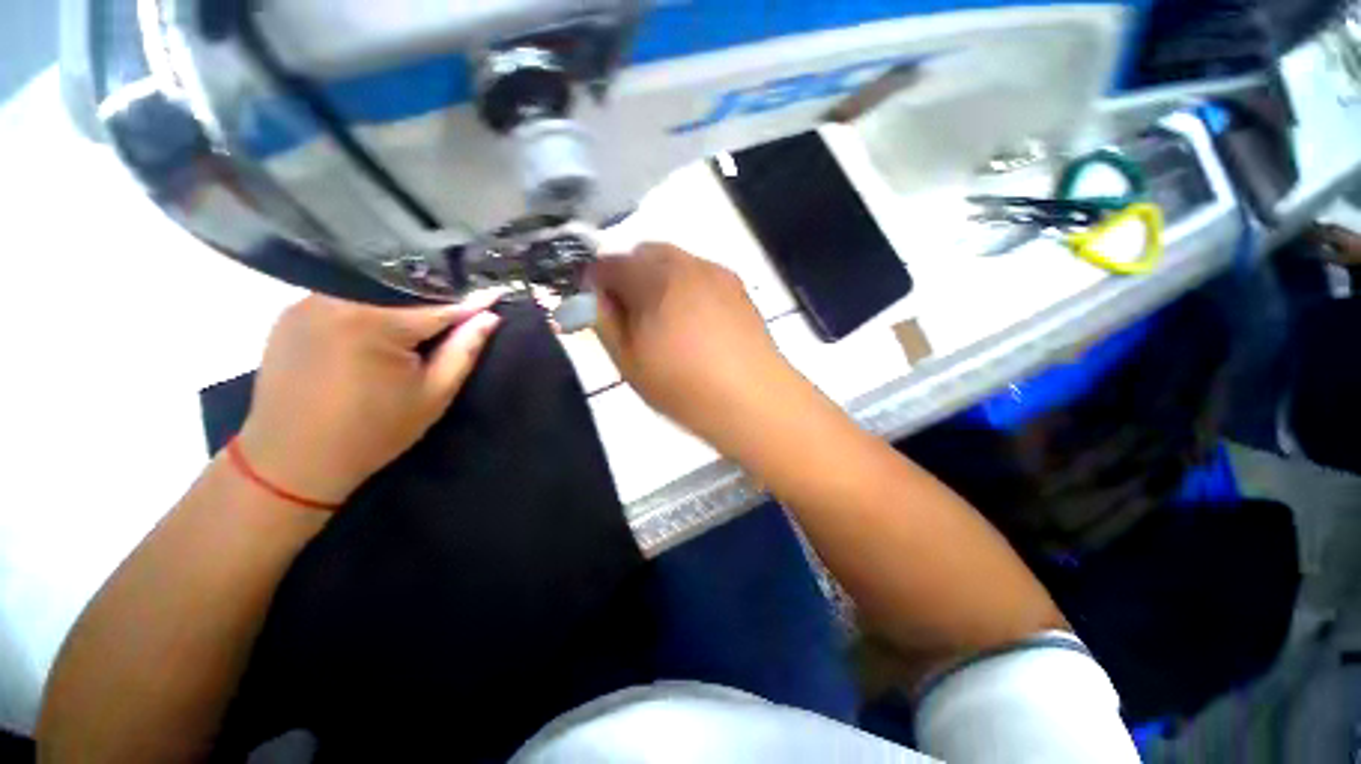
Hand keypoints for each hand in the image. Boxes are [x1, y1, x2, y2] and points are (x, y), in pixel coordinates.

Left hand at [236, 294, 501, 504]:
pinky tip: (377, 329)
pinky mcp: (288, 316)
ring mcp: (305, 305)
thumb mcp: (433, 395)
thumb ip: (463, 351)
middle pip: (399, 292)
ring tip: (419, 319)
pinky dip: (366, 308)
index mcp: (373, 323)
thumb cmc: (373, 432)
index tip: (496, 294)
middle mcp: (334, 301)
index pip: (436, 307)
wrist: (293, 462)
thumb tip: (489, 317)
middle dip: (431, 300)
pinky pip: (340, 300)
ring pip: (368, 291)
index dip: (470, 305)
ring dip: (397, 303)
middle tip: (457, 310)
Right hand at [589, 243, 799, 450]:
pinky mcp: (738, 288)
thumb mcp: (629, 362)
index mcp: (655, 279)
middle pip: (645, 253)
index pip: (610, 263)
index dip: (596, 283)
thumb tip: (595, 295)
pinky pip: (701, 275)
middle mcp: (687, 264)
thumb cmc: (685, 387)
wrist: (754, 400)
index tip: (599, 308)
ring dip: (659, 281)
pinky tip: (696, 324)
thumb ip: (605, 321)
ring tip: (667, 323)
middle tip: (634, 318)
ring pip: (675, 262)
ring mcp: (717, 273)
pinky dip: (686, 288)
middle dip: (630, 276)